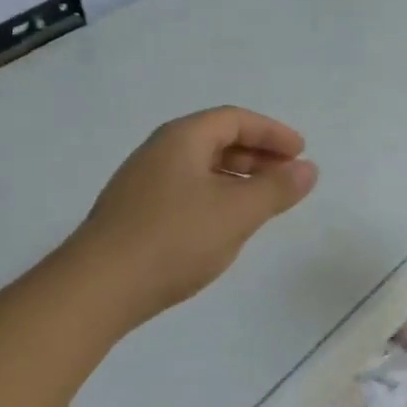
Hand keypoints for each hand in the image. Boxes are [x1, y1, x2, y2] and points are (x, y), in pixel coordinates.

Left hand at [66, 107, 318, 323]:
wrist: (98, 288)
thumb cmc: (175, 238)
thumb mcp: (237, 212)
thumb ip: (276, 188)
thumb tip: (308, 169)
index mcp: (182, 138)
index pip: (235, 119)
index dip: (272, 132)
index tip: (301, 152)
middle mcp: (159, 151)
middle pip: (216, 139)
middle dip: (257, 154)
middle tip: (287, 175)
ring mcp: (142, 182)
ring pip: (200, 167)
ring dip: (237, 177)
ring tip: (262, 201)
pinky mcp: (134, 213)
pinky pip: (186, 190)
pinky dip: (215, 196)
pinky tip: (223, 224)